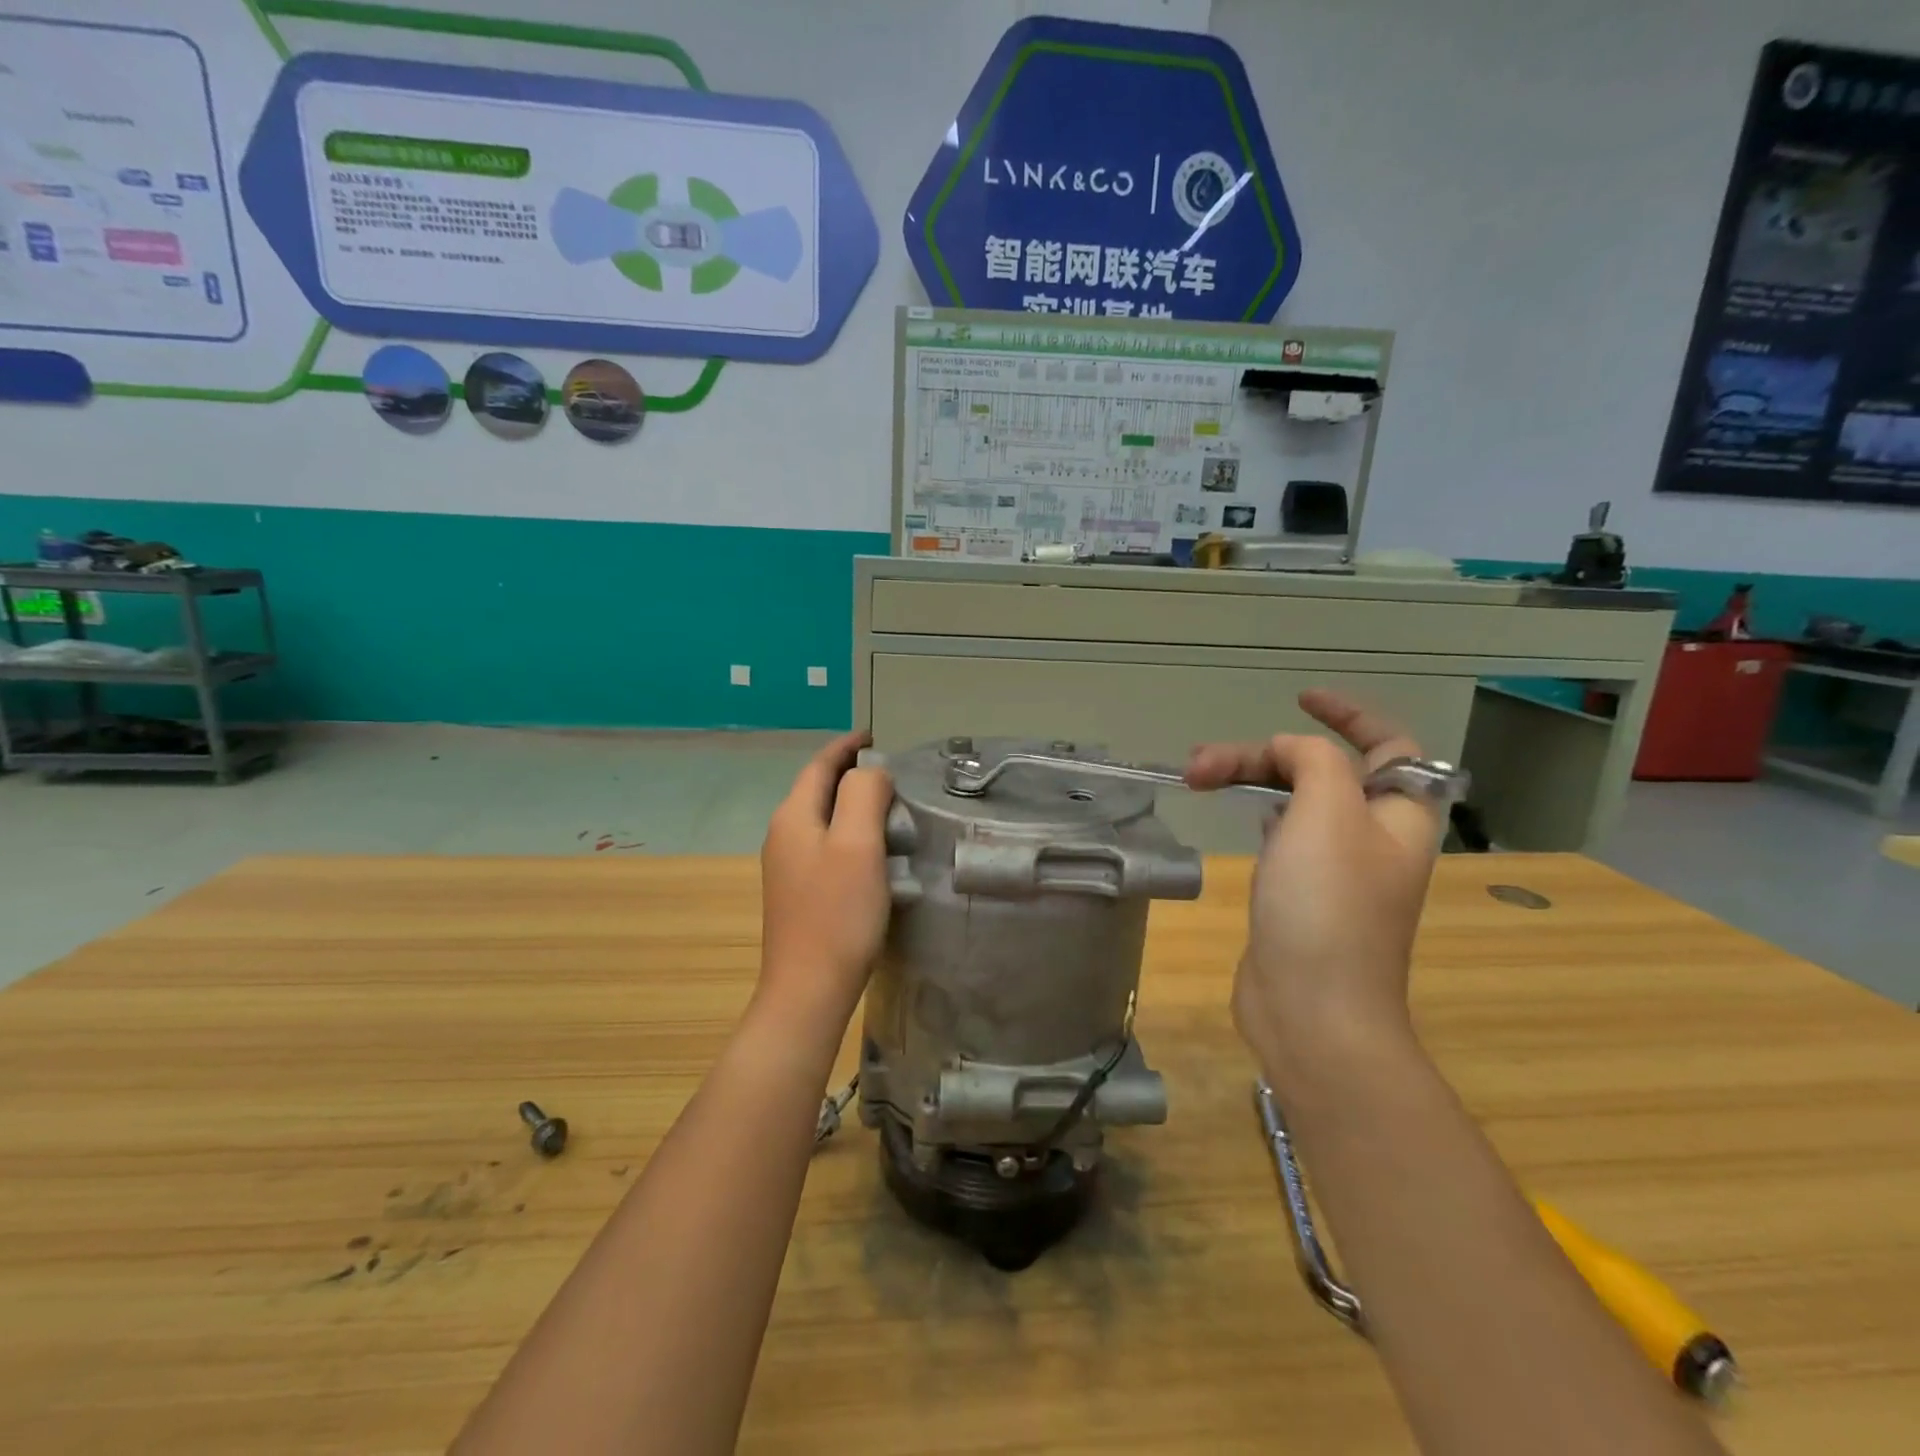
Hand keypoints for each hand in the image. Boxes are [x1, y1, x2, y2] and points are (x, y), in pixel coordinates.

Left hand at [758, 732, 893, 1026]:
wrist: (808, 989)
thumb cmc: (837, 914)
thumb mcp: (858, 844)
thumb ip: (864, 795)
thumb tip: (870, 771)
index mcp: (793, 817)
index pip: (819, 766)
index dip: (846, 746)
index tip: (873, 735)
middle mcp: (783, 836)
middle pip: (817, 790)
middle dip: (850, 773)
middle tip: (890, 771)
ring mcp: (787, 867)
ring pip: (822, 819)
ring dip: (850, 804)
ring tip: (888, 806)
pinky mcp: (798, 893)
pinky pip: (825, 846)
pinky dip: (849, 833)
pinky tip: (872, 850)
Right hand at [1185, 690, 1444, 1078]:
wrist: (1312, 1010)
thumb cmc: (1326, 905)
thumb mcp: (1326, 813)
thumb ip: (1312, 761)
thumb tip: (1287, 752)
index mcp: (1398, 814)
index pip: (1389, 745)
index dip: (1349, 714)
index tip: (1300, 697)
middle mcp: (1372, 837)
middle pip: (1324, 770)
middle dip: (1265, 754)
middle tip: (1202, 762)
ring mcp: (1336, 869)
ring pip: (1297, 801)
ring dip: (1252, 779)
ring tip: (1197, 779)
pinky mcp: (1301, 894)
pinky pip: (1285, 834)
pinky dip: (1260, 813)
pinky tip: (1240, 814)